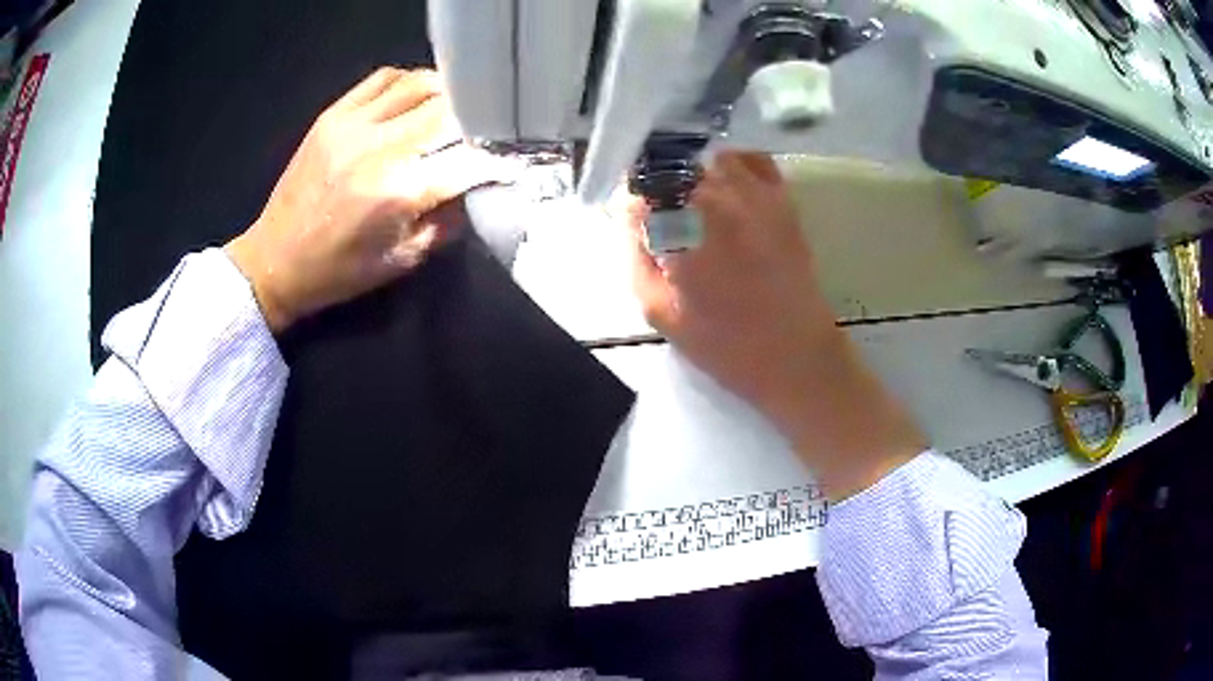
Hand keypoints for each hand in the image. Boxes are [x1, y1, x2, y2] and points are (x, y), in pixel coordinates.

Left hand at [226, 68, 513, 331]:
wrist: (274, 260)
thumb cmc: (338, 271)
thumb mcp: (402, 262)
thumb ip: (446, 223)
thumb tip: (474, 189)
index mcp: (397, 192)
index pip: (467, 160)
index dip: (495, 159)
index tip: (509, 161)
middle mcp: (379, 148)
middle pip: (448, 111)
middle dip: (476, 118)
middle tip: (485, 128)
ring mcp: (352, 125)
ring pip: (418, 84)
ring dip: (446, 93)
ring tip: (454, 108)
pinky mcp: (333, 115)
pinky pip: (382, 79)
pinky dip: (407, 82)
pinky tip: (414, 98)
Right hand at [628, 152, 924, 499]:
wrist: (796, 356)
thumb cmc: (725, 344)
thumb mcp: (659, 312)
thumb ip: (637, 255)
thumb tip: (630, 213)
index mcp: (684, 227)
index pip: (643, 187)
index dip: (634, 201)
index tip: (635, 218)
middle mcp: (720, 198)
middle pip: (674, 164)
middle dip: (661, 184)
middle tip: (662, 213)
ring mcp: (757, 193)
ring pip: (710, 157)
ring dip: (694, 172)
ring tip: (693, 201)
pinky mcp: (783, 199)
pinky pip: (752, 159)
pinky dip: (733, 164)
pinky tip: (727, 187)